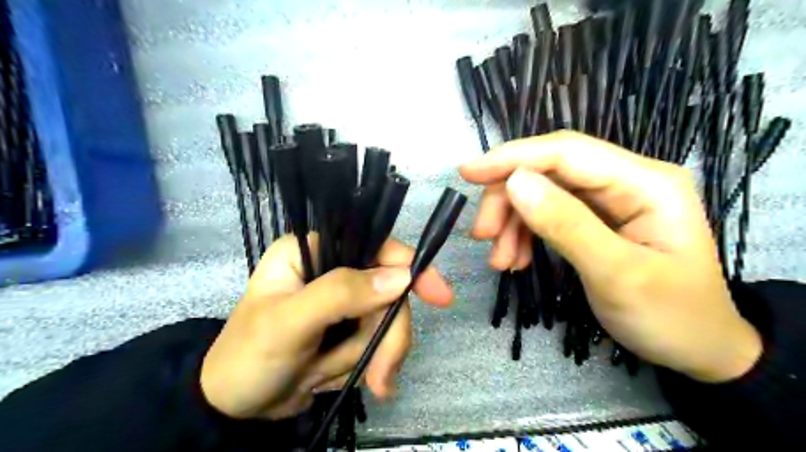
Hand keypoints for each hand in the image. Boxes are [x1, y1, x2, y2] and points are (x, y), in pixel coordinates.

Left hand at [199, 236, 452, 420]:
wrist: (237, 409)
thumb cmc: (249, 357)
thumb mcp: (289, 323)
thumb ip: (341, 294)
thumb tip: (402, 276)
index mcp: (312, 250)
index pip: (373, 245)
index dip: (409, 266)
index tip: (438, 295)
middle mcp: (332, 268)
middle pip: (388, 290)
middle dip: (388, 334)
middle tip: (381, 374)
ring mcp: (345, 301)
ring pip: (388, 319)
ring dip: (379, 354)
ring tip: (367, 383)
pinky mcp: (350, 327)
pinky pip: (381, 340)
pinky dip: (376, 364)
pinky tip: (367, 383)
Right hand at [460, 130, 763, 383]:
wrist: (699, 350)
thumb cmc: (671, 316)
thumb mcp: (617, 274)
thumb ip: (567, 225)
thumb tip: (514, 182)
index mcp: (645, 182)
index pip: (566, 151)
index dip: (513, 157)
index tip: (468, 173)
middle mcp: (625, 180)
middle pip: (549, 171)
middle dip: (508, 200)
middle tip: (482, 236)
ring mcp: (609, 200)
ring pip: (542, 193)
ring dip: (512, 223)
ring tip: (500, 261)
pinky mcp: (595, 219)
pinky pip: (547, 215)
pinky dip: (524, 235)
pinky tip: (516, 260)